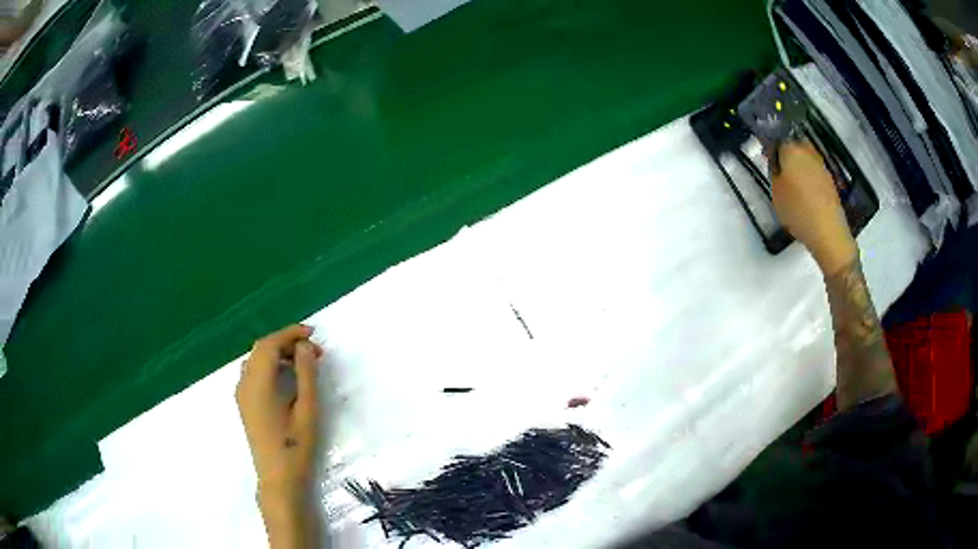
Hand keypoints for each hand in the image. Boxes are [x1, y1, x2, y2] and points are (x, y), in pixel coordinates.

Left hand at [237, 324, 321, 547]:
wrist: (278, 478)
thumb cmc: (296, 446)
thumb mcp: (307, 410)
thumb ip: (306, 374)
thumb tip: (305, 346)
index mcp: (258, 383)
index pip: (269, 345)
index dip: (290, 333)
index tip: (313, 334)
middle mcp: (244, 383)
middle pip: (260, 349)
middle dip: (285, 342)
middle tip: (312, 350)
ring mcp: (241, 394)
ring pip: (255, 359)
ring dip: (276, 353)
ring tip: (302, 361)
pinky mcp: (244, 403)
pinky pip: (253, 372)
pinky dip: (269, 365)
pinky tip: (286, 377)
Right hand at [771, 141, 857, 274]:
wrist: (828, 233)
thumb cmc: (798, 211)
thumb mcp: (776, 193)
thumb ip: (773, 171)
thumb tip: (775, 160)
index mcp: (792, 150)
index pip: (777, 138)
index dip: (770, 147)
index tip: (766, 158)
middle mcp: (808, 152)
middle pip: (794, 144)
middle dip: (786, 152)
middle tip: (779, 169)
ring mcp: (821, 166)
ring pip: (805, 157)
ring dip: (798, 164)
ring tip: (792, 183)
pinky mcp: (829, 181)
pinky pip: (814, 171)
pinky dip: (808, 177)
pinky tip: (805, 193)